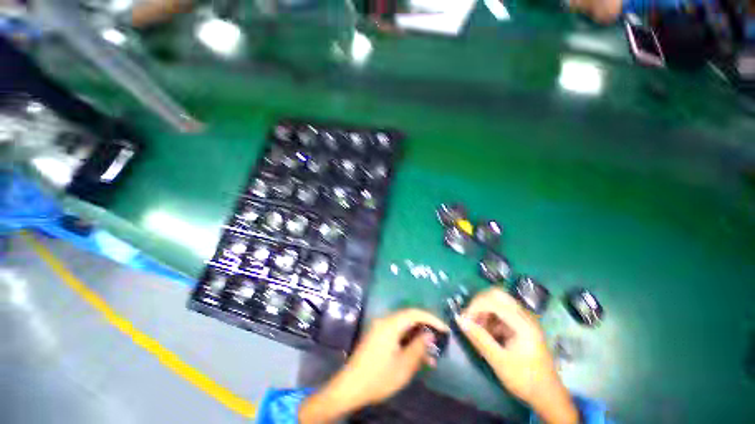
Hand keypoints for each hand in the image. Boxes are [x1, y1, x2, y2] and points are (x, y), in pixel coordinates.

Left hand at [299, 309, 448, 423]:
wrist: (350, 387)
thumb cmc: (378, 377)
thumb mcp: (403, 366)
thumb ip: (418, 348)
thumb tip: (429, 335)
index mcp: (390, 324)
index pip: (414, 313)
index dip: (431, 318)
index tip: (444, 329)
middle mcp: (384, 321)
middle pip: (409, 318)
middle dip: (425, 328)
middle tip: (439, 341)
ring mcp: (380, 328)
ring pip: (403, 327)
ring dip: (417, 337)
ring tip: (430, 355)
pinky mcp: (377, 336)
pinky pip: (396, 333)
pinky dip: (407, 341)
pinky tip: (415, 356)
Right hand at [456, 288, 578, 423]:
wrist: (547, 395)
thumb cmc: (524, 380)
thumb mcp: (499, 361)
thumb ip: (479, 338)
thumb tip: (459, 319)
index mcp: (523, 324)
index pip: (494, 302)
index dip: (475, 306)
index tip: (464, 320)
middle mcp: (525, 316)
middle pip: (496, 295)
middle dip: (479, 303)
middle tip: (470, 318)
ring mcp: (524, 319)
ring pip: (498, 301)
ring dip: (484, 310)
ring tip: (477, 328)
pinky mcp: (521, 324)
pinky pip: (501, 311)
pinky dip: (490, 317)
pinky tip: (487, 333)